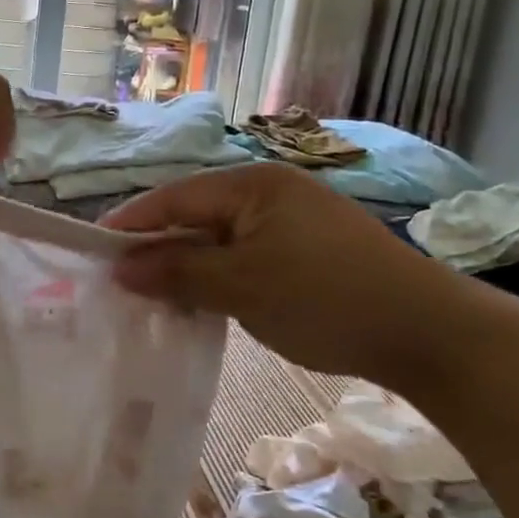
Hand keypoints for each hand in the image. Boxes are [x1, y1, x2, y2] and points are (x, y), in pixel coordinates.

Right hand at [103, 162, 472, 384]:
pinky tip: (206, 300)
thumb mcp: (241, 286)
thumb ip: (177, 271)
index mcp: (252, 184)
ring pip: (219, 237)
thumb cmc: (324, 299)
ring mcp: (291, 218)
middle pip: (195, 214)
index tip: (93, 252)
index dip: (131, 224)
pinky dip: (220, 275)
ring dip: (188, 264)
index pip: (174, 198)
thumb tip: (120, 267)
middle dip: (158, 247)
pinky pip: (245, 253)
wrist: (425, 333)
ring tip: (156, 295)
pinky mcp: (307, 247)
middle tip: (121, 281)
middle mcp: (269, 190)